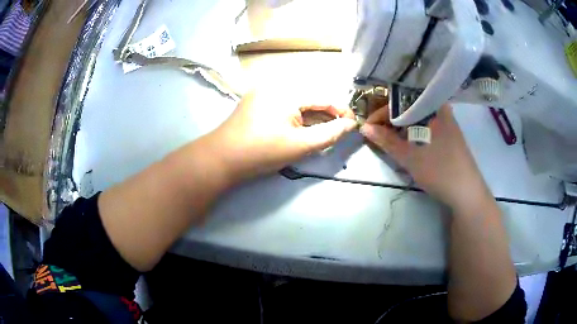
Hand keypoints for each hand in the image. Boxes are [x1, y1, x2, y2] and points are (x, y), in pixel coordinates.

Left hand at [205, 90, 356, 182]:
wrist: (221, 158)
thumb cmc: (262, 152)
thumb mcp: (300, 145)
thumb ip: (329, 134)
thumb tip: (350, 124)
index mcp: (288, 90)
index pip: (323, 96)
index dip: (341, 110)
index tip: (352, 124)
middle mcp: (276, 83)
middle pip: (311, 95)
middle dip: (327, 112)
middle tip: (338, 130)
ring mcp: (263, 90)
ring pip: (298, 98)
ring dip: (312, 113)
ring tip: (322, 129)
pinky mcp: (256, 99)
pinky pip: (284, 101)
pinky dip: (296, 113)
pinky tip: (301, 125)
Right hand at [360, 105, 492, 211]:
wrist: (467, 193)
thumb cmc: (440, 171)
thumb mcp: (410, 157)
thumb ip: (386, 140)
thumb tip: (364, 128)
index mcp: (434, 107)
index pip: (401, 100)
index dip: (382, 112)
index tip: (370, 126)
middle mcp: (441, 110)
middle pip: (410, 107)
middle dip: (391, 119)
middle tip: (377, 132)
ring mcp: (447, 122)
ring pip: (418, 118)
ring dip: (402, 126)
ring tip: (389, 138)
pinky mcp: (449, 135)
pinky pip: (427, 126)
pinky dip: (414, 132)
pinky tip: (408, 143)